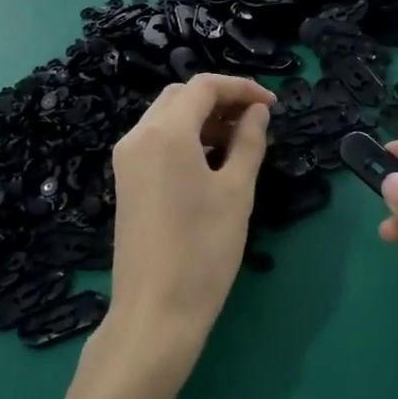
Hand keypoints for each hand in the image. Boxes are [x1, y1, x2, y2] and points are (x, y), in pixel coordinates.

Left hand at [99, 74, 273, 365]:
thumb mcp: (236, 192)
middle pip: (180, 97)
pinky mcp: (126, 182)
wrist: (156, 311)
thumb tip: (257, 112)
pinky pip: (156, 142)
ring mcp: (127, 161)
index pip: (203, 87)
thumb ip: (249, 142)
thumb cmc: (204, 249)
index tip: (272, 105)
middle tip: (255, 121)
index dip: (241, 88)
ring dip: (202, 119)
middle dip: (220, 100)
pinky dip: (185, 138)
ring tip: (239, 142)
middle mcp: (138, 137)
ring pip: (166, 118)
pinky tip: (211, 161)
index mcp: (164, 133)